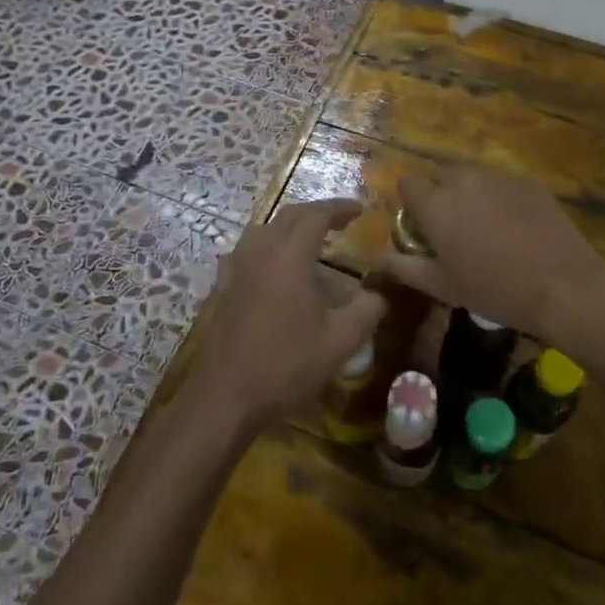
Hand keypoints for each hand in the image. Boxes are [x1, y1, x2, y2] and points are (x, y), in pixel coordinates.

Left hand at [189, 199, 385, 432]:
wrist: (225, 396)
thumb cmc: (286, 366)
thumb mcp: (340, 342)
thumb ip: (367, 310)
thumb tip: (381, 292)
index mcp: (289, 256)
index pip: (316, 215)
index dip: (340, 207)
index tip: (361, 210)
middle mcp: (260, 251)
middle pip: (289, 215)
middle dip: (318, 212)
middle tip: (342, 221)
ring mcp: (236, 267)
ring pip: (266, 228)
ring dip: (293, 225)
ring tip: (314, 239)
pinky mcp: (223, 285)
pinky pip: (250, 248)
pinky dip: (272, 244)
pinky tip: (278, 265)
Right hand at [379, 169, 604, 346]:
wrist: (563, 285)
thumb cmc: (494, 289)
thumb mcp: (443, 287)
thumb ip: (405, 268)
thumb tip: (376, 258)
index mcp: (436, 203)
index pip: (407, 182)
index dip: (411, 202)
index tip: (421, 226)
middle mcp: (463, 180)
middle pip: (441, 177)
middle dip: (442, 197)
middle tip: (456, 233)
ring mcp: (499, 178)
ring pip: (474, 180)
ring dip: (472, 197)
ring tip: (489, 231)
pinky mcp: (529, 183)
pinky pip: (503, 186)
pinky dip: (502, 200)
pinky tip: (518, 229)